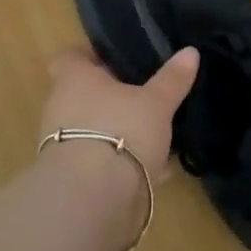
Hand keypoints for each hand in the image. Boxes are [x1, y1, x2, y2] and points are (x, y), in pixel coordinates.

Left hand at [39, 47, 198, 182]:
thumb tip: (190, 52)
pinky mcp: (69, 178)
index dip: (89, 57)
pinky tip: (151, 173)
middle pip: (81, 94)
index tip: (115, 61)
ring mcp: (60, 144)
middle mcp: (59, 106)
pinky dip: (119, 164)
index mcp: (74, 78)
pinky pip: (96, 162)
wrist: (91, 199)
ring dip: (114, 132)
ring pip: (90, 129)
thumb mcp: (156, 103)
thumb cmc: (121, 131)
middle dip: (109, 97)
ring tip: (150, 136)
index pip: (69, 57)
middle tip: (141, 97)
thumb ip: (172, 79)